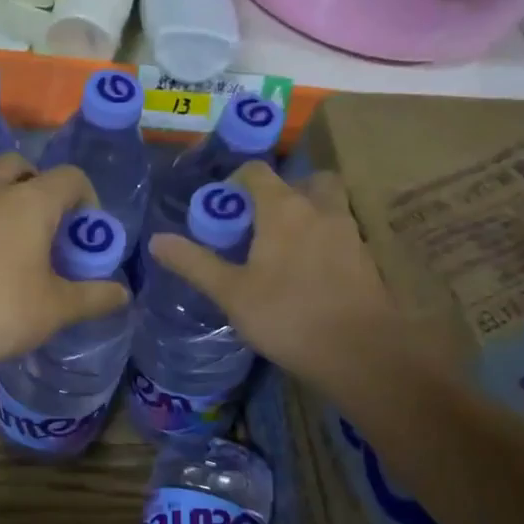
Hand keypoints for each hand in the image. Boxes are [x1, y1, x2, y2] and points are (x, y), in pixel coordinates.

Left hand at [0, 154, 129, 377]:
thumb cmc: (0, 311)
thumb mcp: (56, 309)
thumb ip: (93, 297)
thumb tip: (123, 295)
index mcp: (29, 202)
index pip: (70, 177)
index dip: (87, 199)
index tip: (87, 235)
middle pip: (21, 167)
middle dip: (41, 188)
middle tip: (49, 228)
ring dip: (8, 204)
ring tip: (18, 249)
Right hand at [148, 161, 418, 394]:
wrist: (359, 351)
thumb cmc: (286, 315)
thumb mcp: (230, 292)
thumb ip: (194, 263)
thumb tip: (157, 240)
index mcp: (284, 209)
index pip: (258, 173)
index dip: (237, 181)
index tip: (223, 205)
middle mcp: (320, 209)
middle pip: (306, 181)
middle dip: (284, 191)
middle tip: (262, 220)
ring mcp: (349, 233)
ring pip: (329, 206)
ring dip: (309, 213)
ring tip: (285, 247)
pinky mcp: (366, 259)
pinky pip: (342, 234)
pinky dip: (325, 240)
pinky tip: (311, 272)